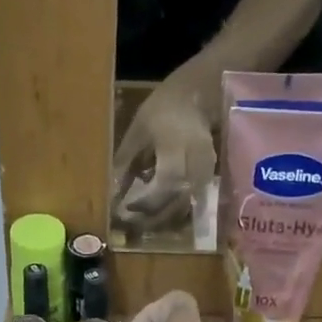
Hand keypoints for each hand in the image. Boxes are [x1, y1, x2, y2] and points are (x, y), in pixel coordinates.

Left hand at [112, 77, 214, 230]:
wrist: (196, 98)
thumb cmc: (162, 110)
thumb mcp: (138, 132)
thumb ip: (125, 162)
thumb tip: (111, 193)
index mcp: (178, 147)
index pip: (168, 182)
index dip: (148, 201)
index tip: (127, 208)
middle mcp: (197, 163)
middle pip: (180, 201)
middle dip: (154, 218)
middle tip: (130, 223)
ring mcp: (208, 172)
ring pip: (188, 206)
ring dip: (164, 219)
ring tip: (141, 221)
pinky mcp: (210, 178)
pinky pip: (193, 203)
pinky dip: (174, 212)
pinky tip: (157, 213)